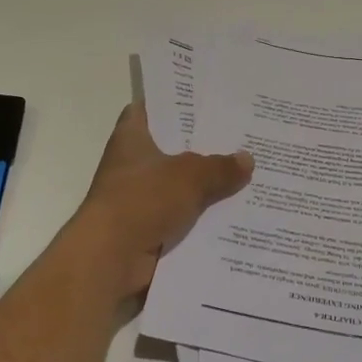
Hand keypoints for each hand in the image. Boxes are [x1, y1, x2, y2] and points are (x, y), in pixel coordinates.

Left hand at [64, 103, 252, 305]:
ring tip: (251, 175)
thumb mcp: (189, 176)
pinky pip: (185, 218)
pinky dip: (205, 218)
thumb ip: (219, 167)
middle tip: (244, 138)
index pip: (151, 109)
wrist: (110, 261)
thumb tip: (247, 159)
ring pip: (183, 186)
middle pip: (174, 149)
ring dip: (209, 187)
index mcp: (132, 138)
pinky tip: (238, 213)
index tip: (208, 101)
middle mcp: (134, 165)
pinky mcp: (150, 230)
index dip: (176, 103)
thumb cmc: (142, 201)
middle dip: (205, 147)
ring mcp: (141, 199)